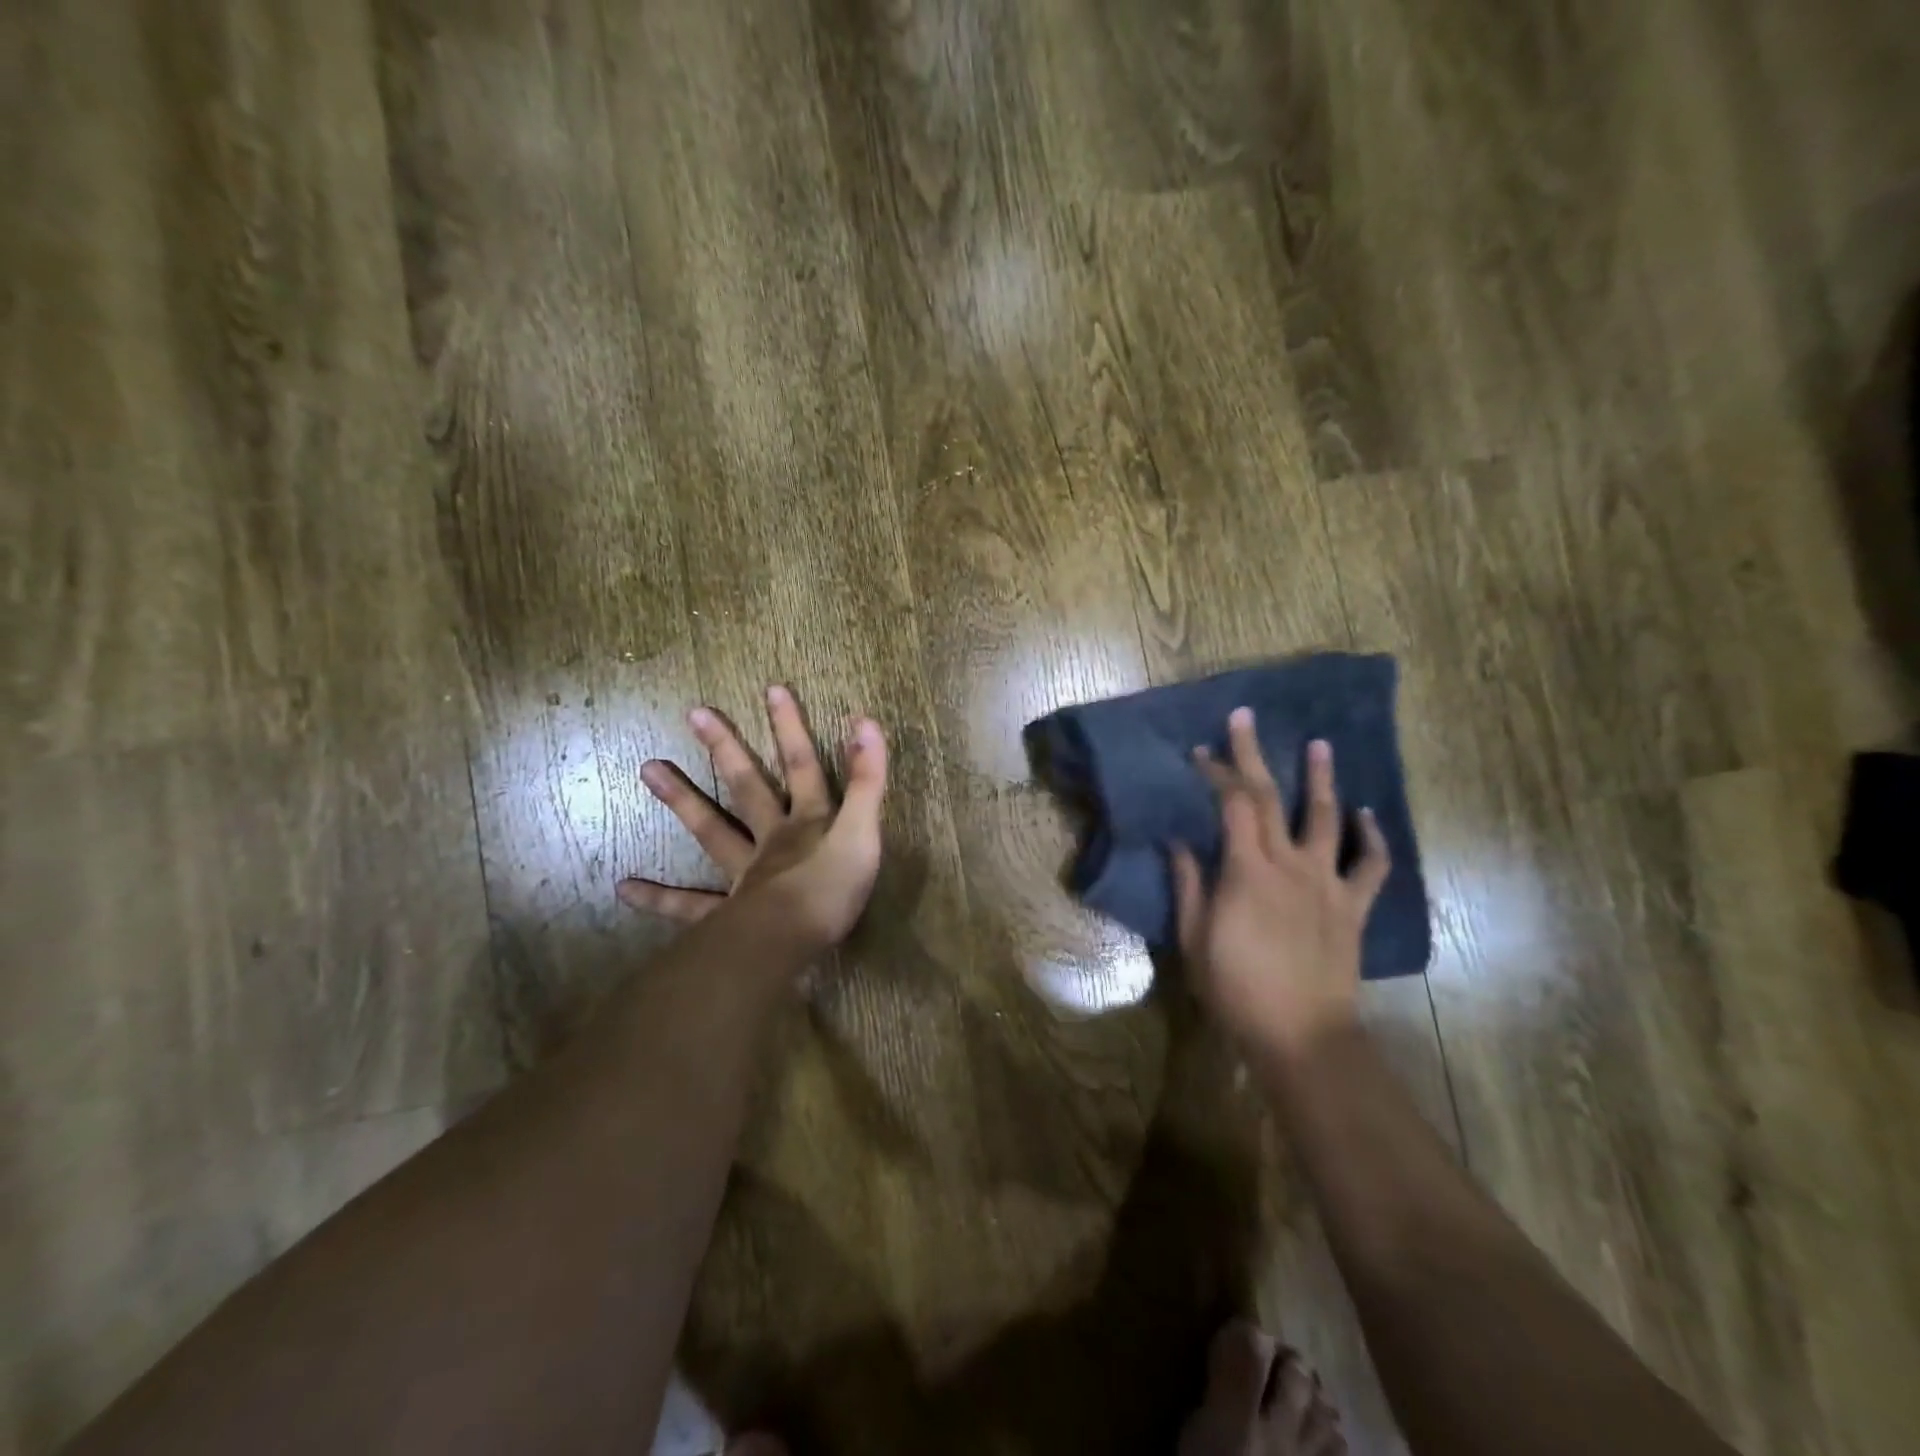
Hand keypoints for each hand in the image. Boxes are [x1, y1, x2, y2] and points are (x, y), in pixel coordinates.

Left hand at [617, 685, 888, 953]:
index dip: (791, 728)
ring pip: (712, 831)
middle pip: (747, 787)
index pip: (803, 766)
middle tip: (694, 714)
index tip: (772, 689)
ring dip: (682, 800)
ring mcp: (743, 875)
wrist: (791, 943)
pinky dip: (659, 898)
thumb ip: (867, 781)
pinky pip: (689, 906)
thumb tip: (865, 721)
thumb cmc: (832, 889)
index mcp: (807, 823)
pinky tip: (624, 888)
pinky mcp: (726, 914)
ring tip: (647, 769)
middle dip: (727, 749)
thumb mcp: (863, 832)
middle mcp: (771, 840)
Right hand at [1171, 709, 1389, 1061]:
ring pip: (1327, 819)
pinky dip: (1372, 837)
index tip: (1200, 753)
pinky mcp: (1352, 906)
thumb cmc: (1236, 989)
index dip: (1215, 772)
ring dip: (1321, 779)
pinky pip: (1372, 865)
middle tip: (1245, 717)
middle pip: (1270, 797)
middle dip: (1254, 754)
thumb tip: (1178, 843)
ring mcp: (1327, 883)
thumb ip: (1189, 885)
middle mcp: (1289, 864)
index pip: (1230, 804)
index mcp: (1247, 871)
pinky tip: (1366, 815)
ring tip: (1319, 745)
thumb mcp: (1194, 938)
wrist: (1301, 1035)